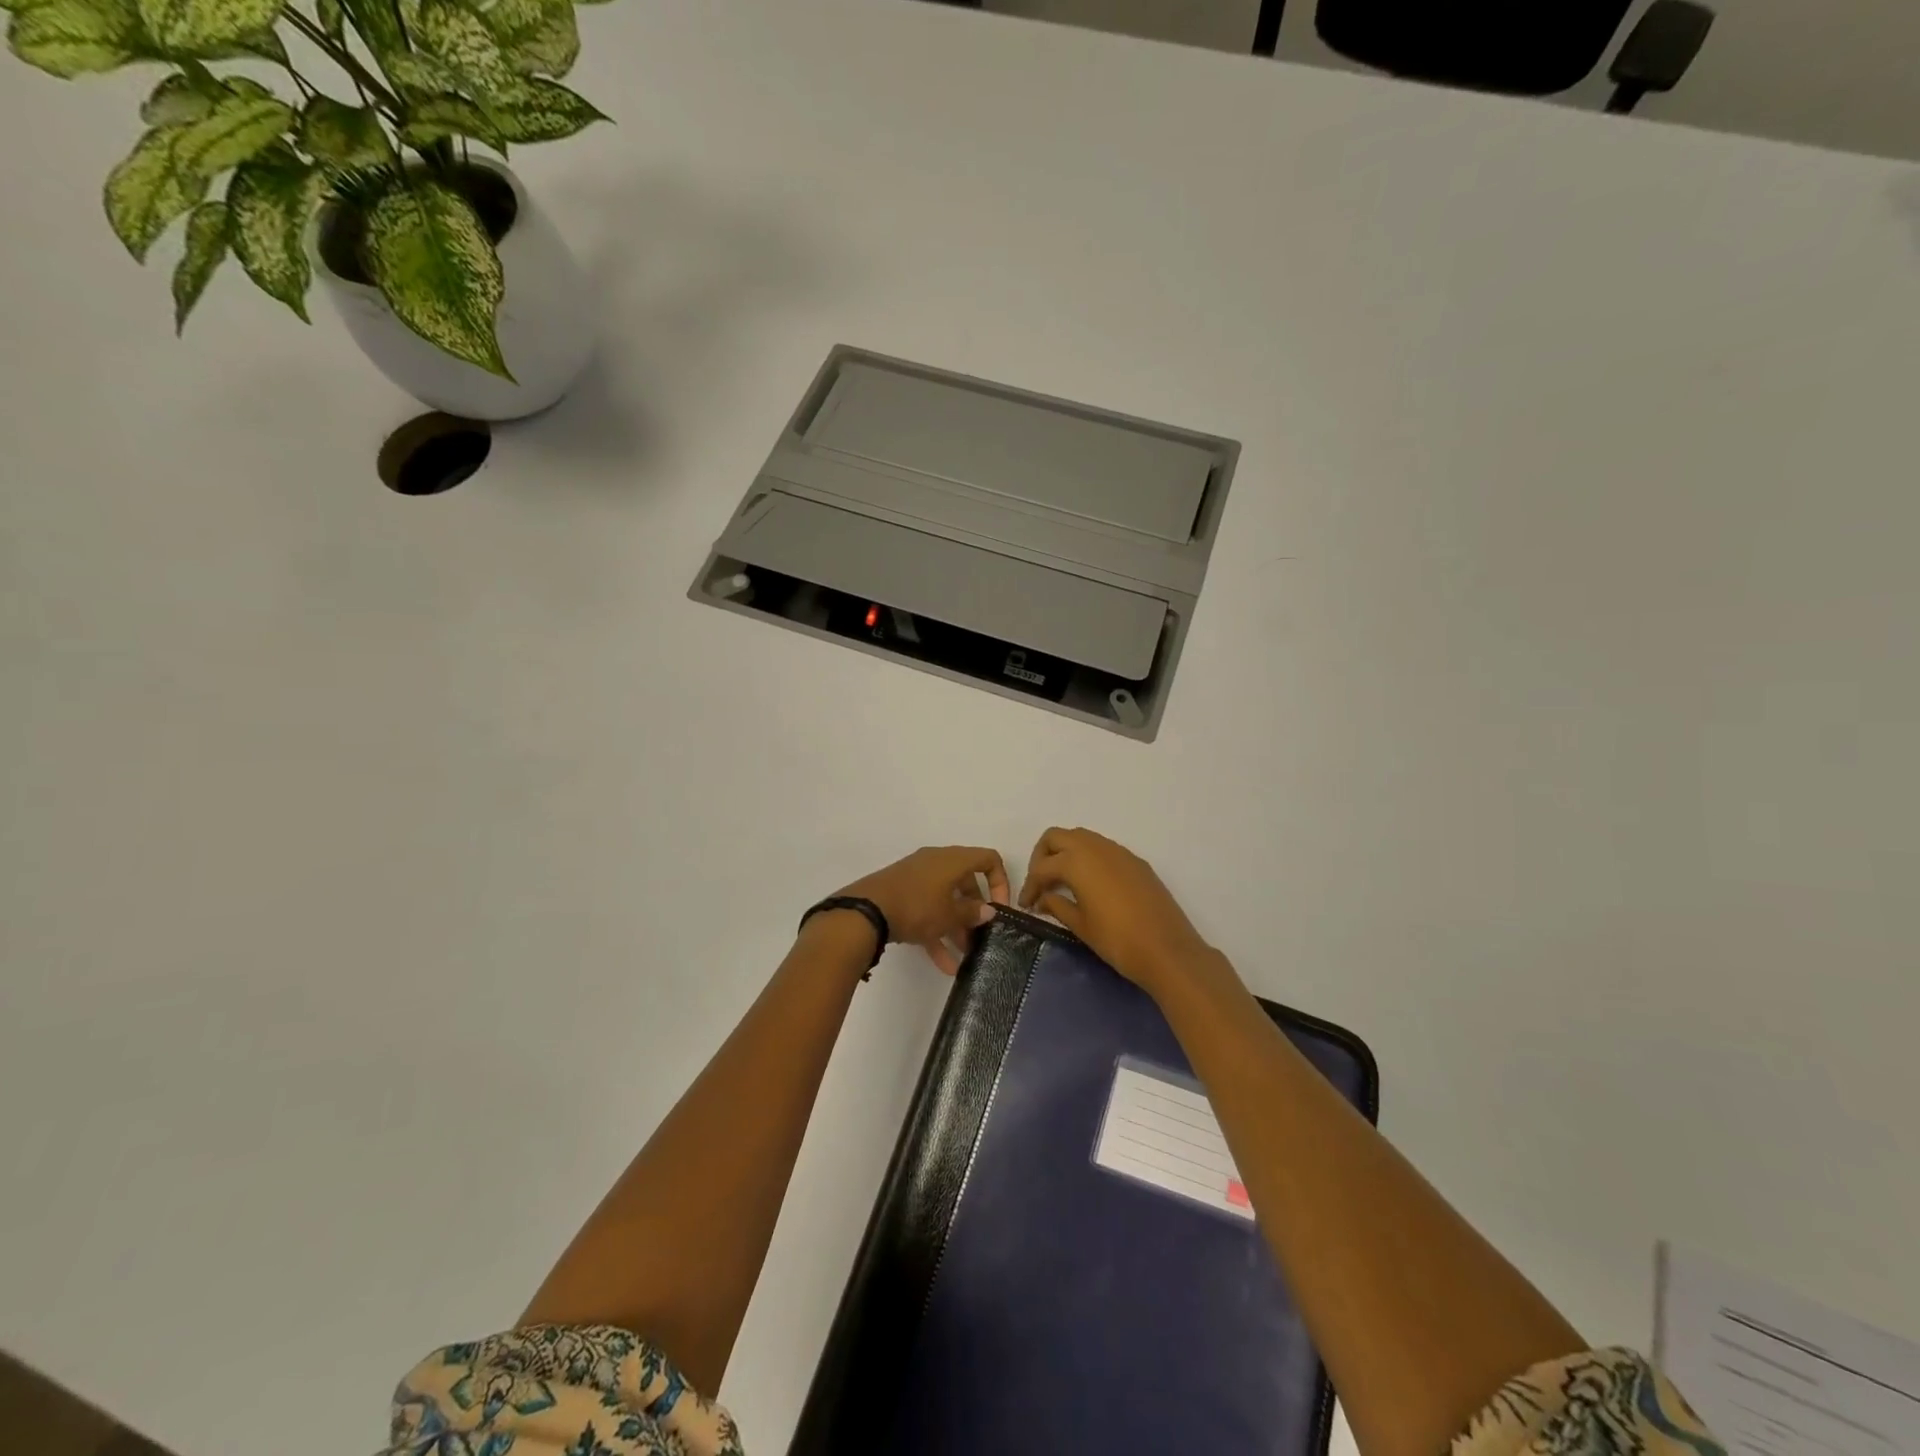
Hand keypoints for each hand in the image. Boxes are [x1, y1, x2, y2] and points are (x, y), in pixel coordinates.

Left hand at [836, 845, 1010, 975]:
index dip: (1000, 882)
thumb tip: (988, 911)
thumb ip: (972, 913)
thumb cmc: (916, 907)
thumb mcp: (949, 915)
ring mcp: (916, 878)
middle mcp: (936, 863)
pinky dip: (935, 932)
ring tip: (964, 956)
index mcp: (952, 859)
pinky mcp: (901, 894)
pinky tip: (943, 964)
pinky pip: (926, 910)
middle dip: (975, 911)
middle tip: (980, 935)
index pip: (988, 859)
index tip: (999, 909)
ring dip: (956, 927)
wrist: (865, 911)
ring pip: (945, 900)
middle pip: (966, 882)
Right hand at [1018, 827, 1215, 994]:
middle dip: (1043, 857)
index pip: (1041, 867)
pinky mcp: (1136, 862)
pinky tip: (1090, 886)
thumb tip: (1043, 899)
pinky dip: (1088, 859)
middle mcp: (1096, 847)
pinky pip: (1103, 849)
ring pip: (1081, 838)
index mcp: (1076, 861)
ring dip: (1066, 854)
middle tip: (1041, 884)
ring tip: (1063, 884)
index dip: (1029, 886)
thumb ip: (1057, 905)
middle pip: (1057, 837)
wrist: (1168, 950)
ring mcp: (1119, 852)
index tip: (1026, 906)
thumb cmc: (1117, 940)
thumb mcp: (1080, 925)